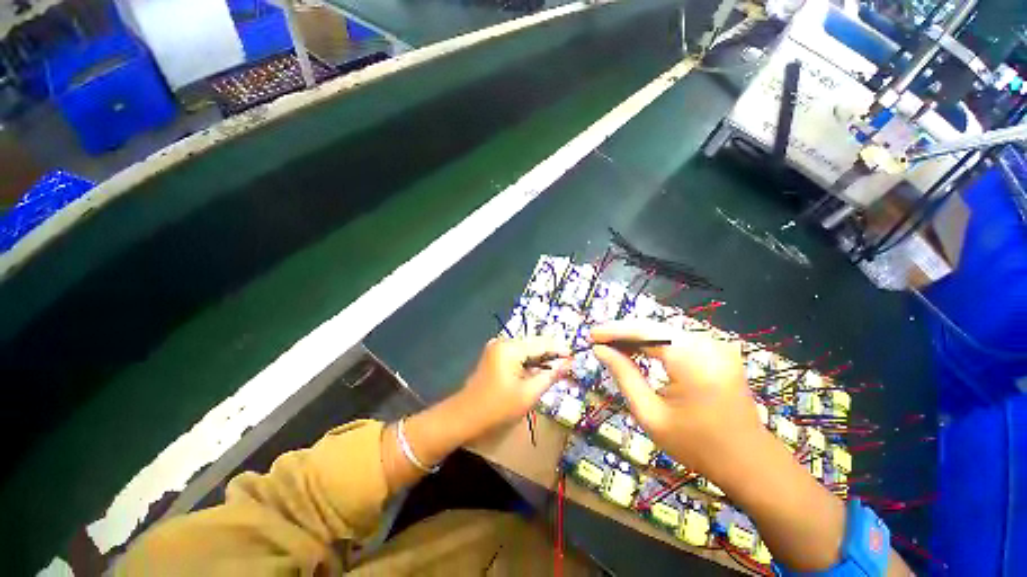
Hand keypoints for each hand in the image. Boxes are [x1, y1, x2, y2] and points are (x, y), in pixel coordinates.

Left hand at [456, 336, 570, 433]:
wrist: (464, 416)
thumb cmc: (498, 407)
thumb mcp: (528, 394)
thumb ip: (550, 376)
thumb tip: (567, 363)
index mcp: (511, 347)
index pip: (542, 342)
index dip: (560, 349)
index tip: (575, 358)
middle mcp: (504, 341)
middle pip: (534, 344)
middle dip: (550, 355)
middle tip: (567, 367)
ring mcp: (497, 347)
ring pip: (527, 349)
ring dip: (540, 359)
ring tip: (555, 371)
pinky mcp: (494, 354)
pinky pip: (517, 354)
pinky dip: (528, 362)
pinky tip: (536, 373)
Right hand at [590, 320, 762, 479]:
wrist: (749, 461)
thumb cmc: (697, 445)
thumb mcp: (650, 414)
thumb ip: (624, 376)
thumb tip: (601, 350)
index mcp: (693, 361)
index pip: (645, 332)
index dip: (615, 330)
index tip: (591, 335)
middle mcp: (707, 344)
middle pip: (654, 327)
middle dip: (623, 333)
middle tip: (598, 341)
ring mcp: (715, 345)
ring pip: (664, 331)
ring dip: (636, 337)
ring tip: (612, 346)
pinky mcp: (717, 350)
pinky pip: (677, 339)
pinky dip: (654, 343)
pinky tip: (637, 351)